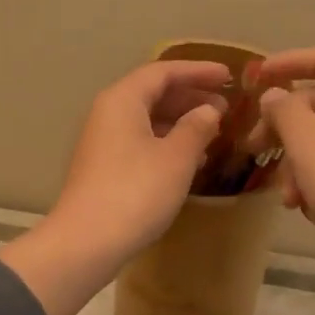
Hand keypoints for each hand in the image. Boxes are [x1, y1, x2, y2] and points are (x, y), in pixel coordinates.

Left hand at [0, 60, 230, 314]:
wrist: (86, 242)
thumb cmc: (135, 193)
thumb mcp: (176, 158)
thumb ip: (196, 128)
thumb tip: (209, 111)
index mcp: (123, 100)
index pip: (163, 72)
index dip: (198, 71)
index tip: (228, 75)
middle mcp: (109, 113)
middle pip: (153, 92)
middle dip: (191, 96)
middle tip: (226, 105)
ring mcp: (103, 141)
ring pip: (147, 118)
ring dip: (181, 120)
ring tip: (214, 130)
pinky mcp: (104, 166)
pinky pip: (141, 140)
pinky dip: (167, 141)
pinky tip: (190, 158)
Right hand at [251, 47, 314, 254]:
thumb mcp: (307, 141)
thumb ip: (284, 110)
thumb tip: (274, 96)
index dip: (290, 61)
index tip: (257, 77)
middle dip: (282, 127)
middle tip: (254, 149)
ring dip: (295, 165)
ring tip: (286, 197)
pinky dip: (313, 183)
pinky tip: (306, 209)